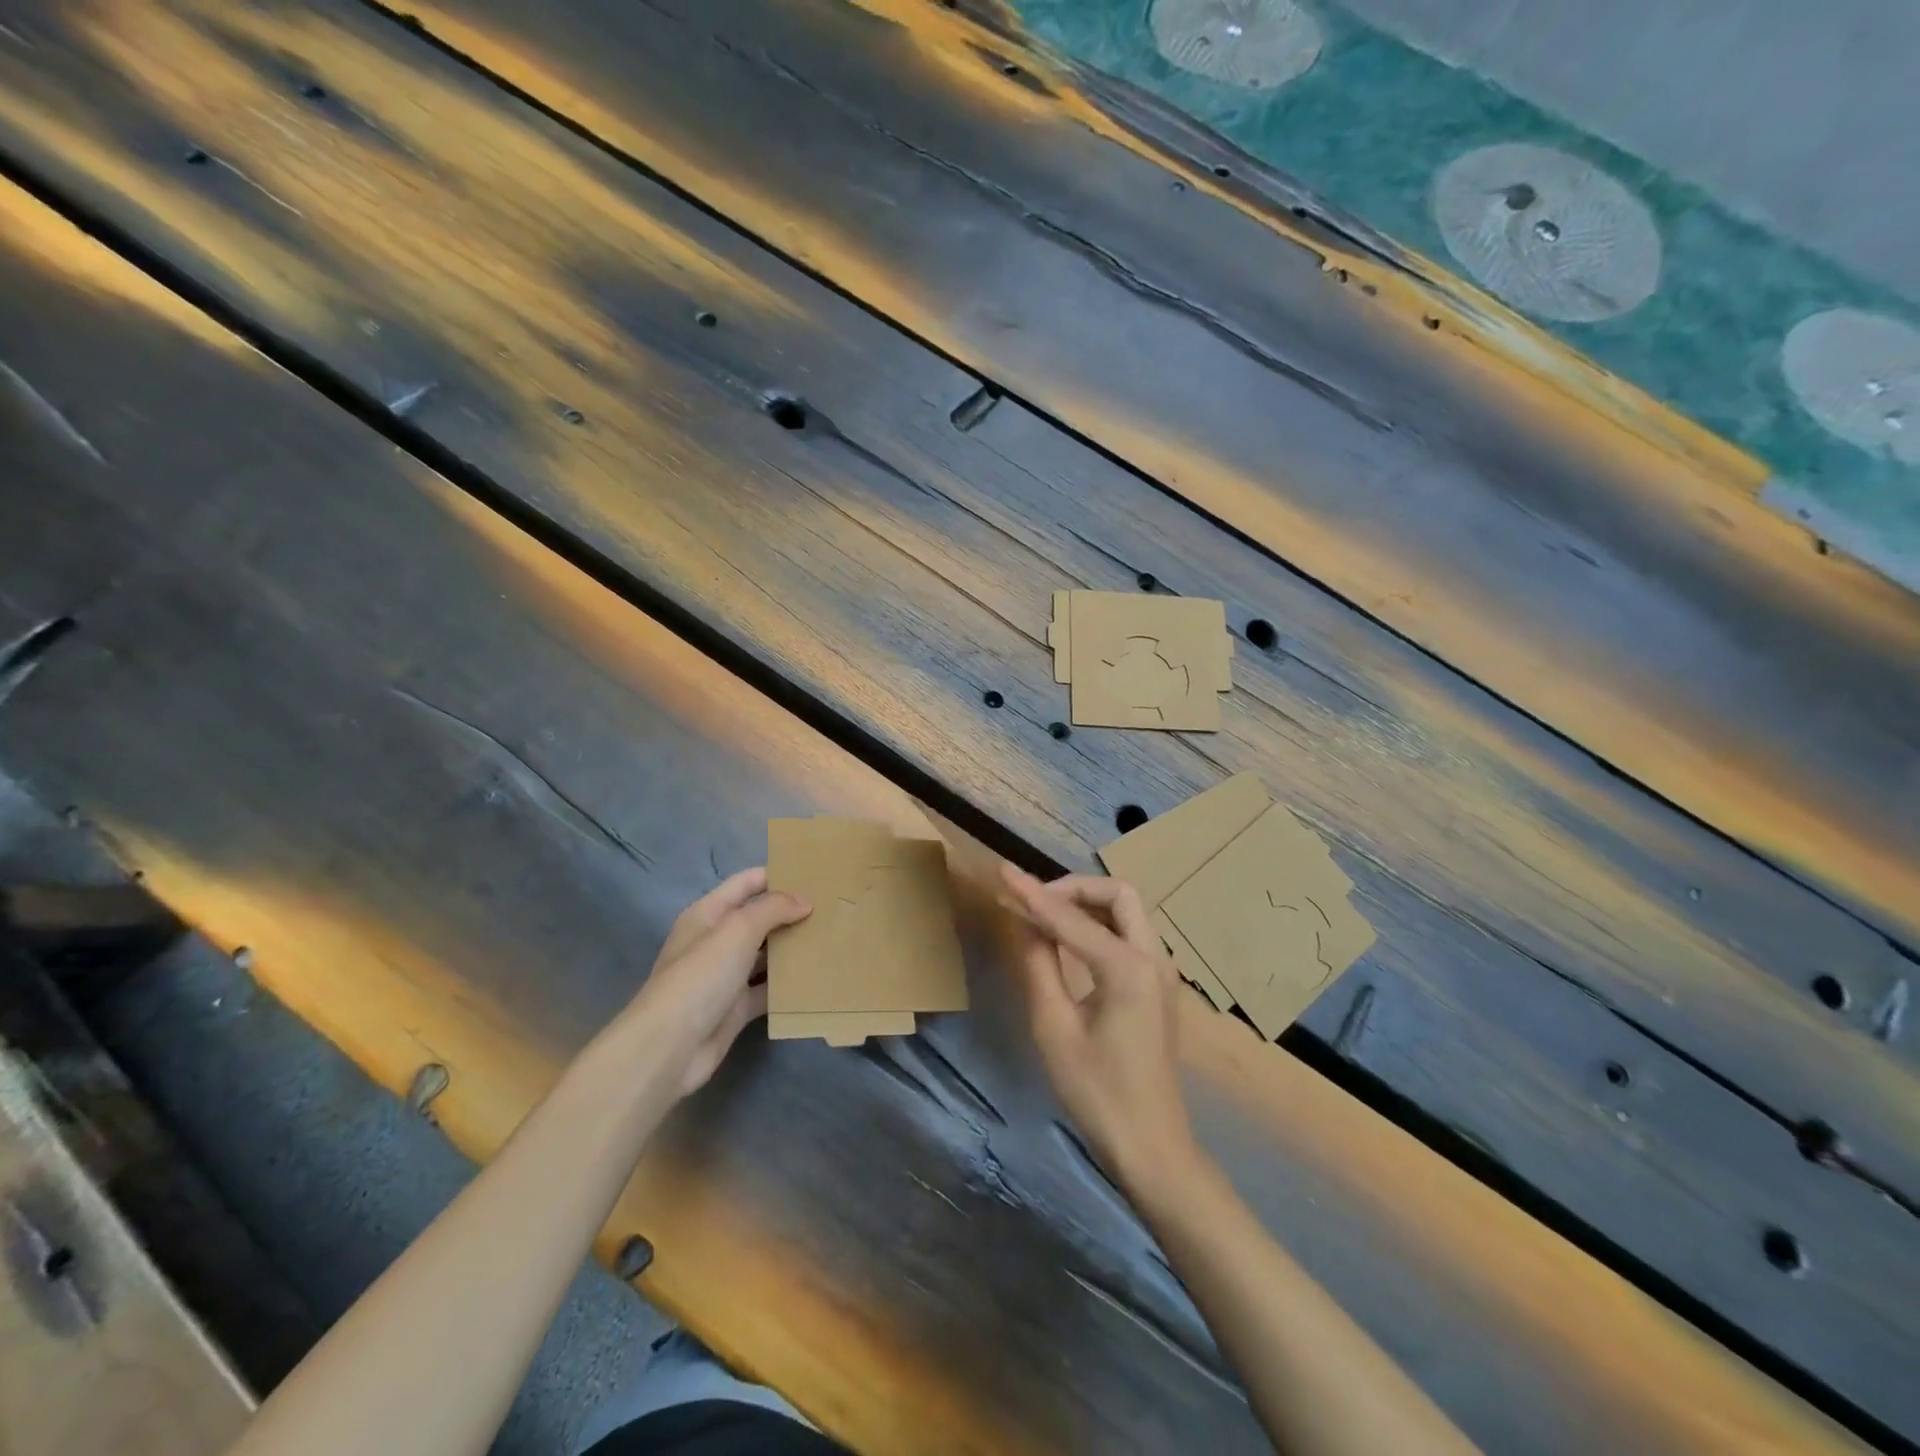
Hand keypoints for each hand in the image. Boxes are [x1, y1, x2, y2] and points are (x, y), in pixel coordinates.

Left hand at [630, 867, 809, 1098]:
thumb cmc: (700, 976)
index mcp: (708, 914)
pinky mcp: (735, 1008)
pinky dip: (787, 986)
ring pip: (765, 955)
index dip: (777, 875)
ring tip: (831, 938)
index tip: (815, 874)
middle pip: (758, 919)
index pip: (746, 883)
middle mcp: (716, 941)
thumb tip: (805, 901)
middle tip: (832, 908)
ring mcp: (725, 976)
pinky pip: (767, 991)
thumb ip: (773, 909)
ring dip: (792, 949)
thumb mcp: (738, 930)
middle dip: (790, 913)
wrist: (669, 1047)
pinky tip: (816, 978)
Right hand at [1001, 865, 1197, 1186]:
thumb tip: (1023, 921)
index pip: (1071, 918)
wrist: (1151, 1145)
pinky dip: (1100, 924)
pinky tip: (1071, 940)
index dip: (1033, 894)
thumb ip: (1038, 965)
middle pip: (1118, 894)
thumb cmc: (1096, 1092)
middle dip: (1074, 888)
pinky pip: (1131, 934)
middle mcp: (1154, 958)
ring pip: (1128, 911)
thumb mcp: (1054, 1028)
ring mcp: (1162, 971)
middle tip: (1035, 901)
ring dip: (1088, 903)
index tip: (1003, 872)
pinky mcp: (1159, 985)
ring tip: (1045, 916)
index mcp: (1128, 969)